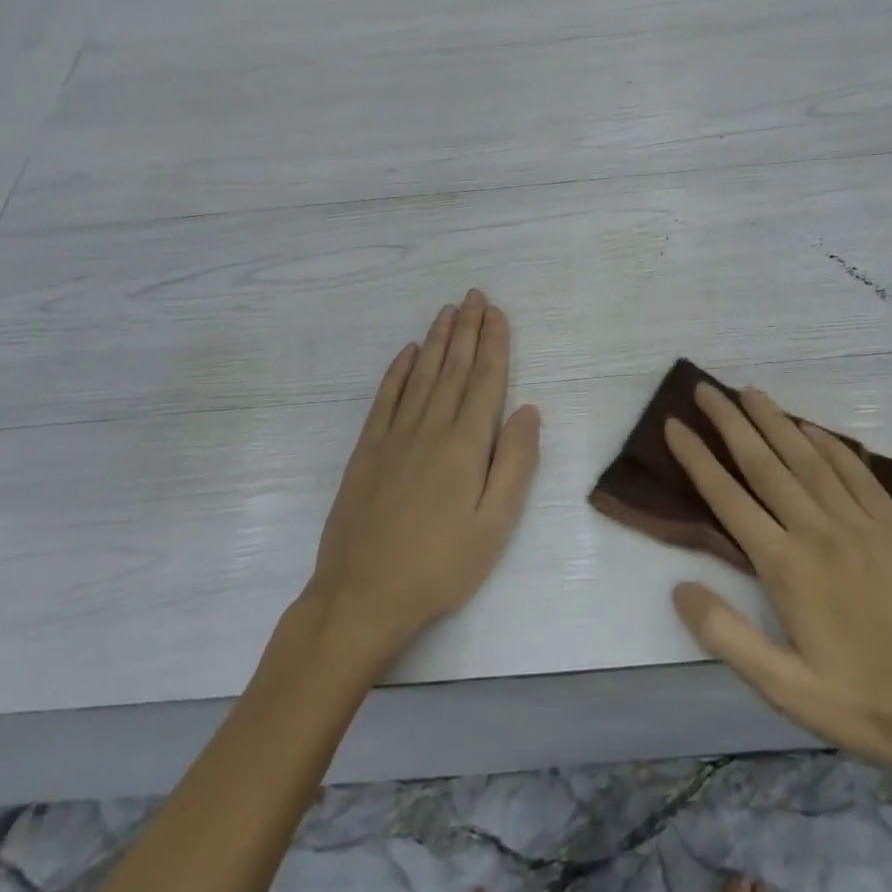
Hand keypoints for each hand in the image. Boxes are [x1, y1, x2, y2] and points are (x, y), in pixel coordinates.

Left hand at [297, 291, 540, 664]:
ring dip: (436, 340)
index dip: (493, 343)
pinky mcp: (366, 451)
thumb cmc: (440, 566)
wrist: (362, 596)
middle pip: (453, 368)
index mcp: (465, 445)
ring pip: (421, 375)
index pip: (485, 381)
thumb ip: (515, 464)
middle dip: (466, 329)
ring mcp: (393, 437)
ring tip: (447, 311)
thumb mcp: (495, 525)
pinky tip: (407, 353)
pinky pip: (385, 398)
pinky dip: (398, 371)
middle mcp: (430, 428)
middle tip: (473, 296)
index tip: (497, 313)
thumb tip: (529, 411)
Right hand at [665, 384, 891, 802]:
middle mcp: (820, 532)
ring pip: (808, 459)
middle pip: (765, 464)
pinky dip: (830, 443)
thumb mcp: (785, 689)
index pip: (728, 499)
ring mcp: (863, 524)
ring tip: (750, 393)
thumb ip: (727, 636)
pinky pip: (856, 472)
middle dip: (731, 423)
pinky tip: (812, 428)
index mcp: (788, 568)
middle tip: (704, 388)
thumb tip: (678, 587)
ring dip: (776, 421)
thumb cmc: (867, 706)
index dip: (697, 458)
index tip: (674, 424)